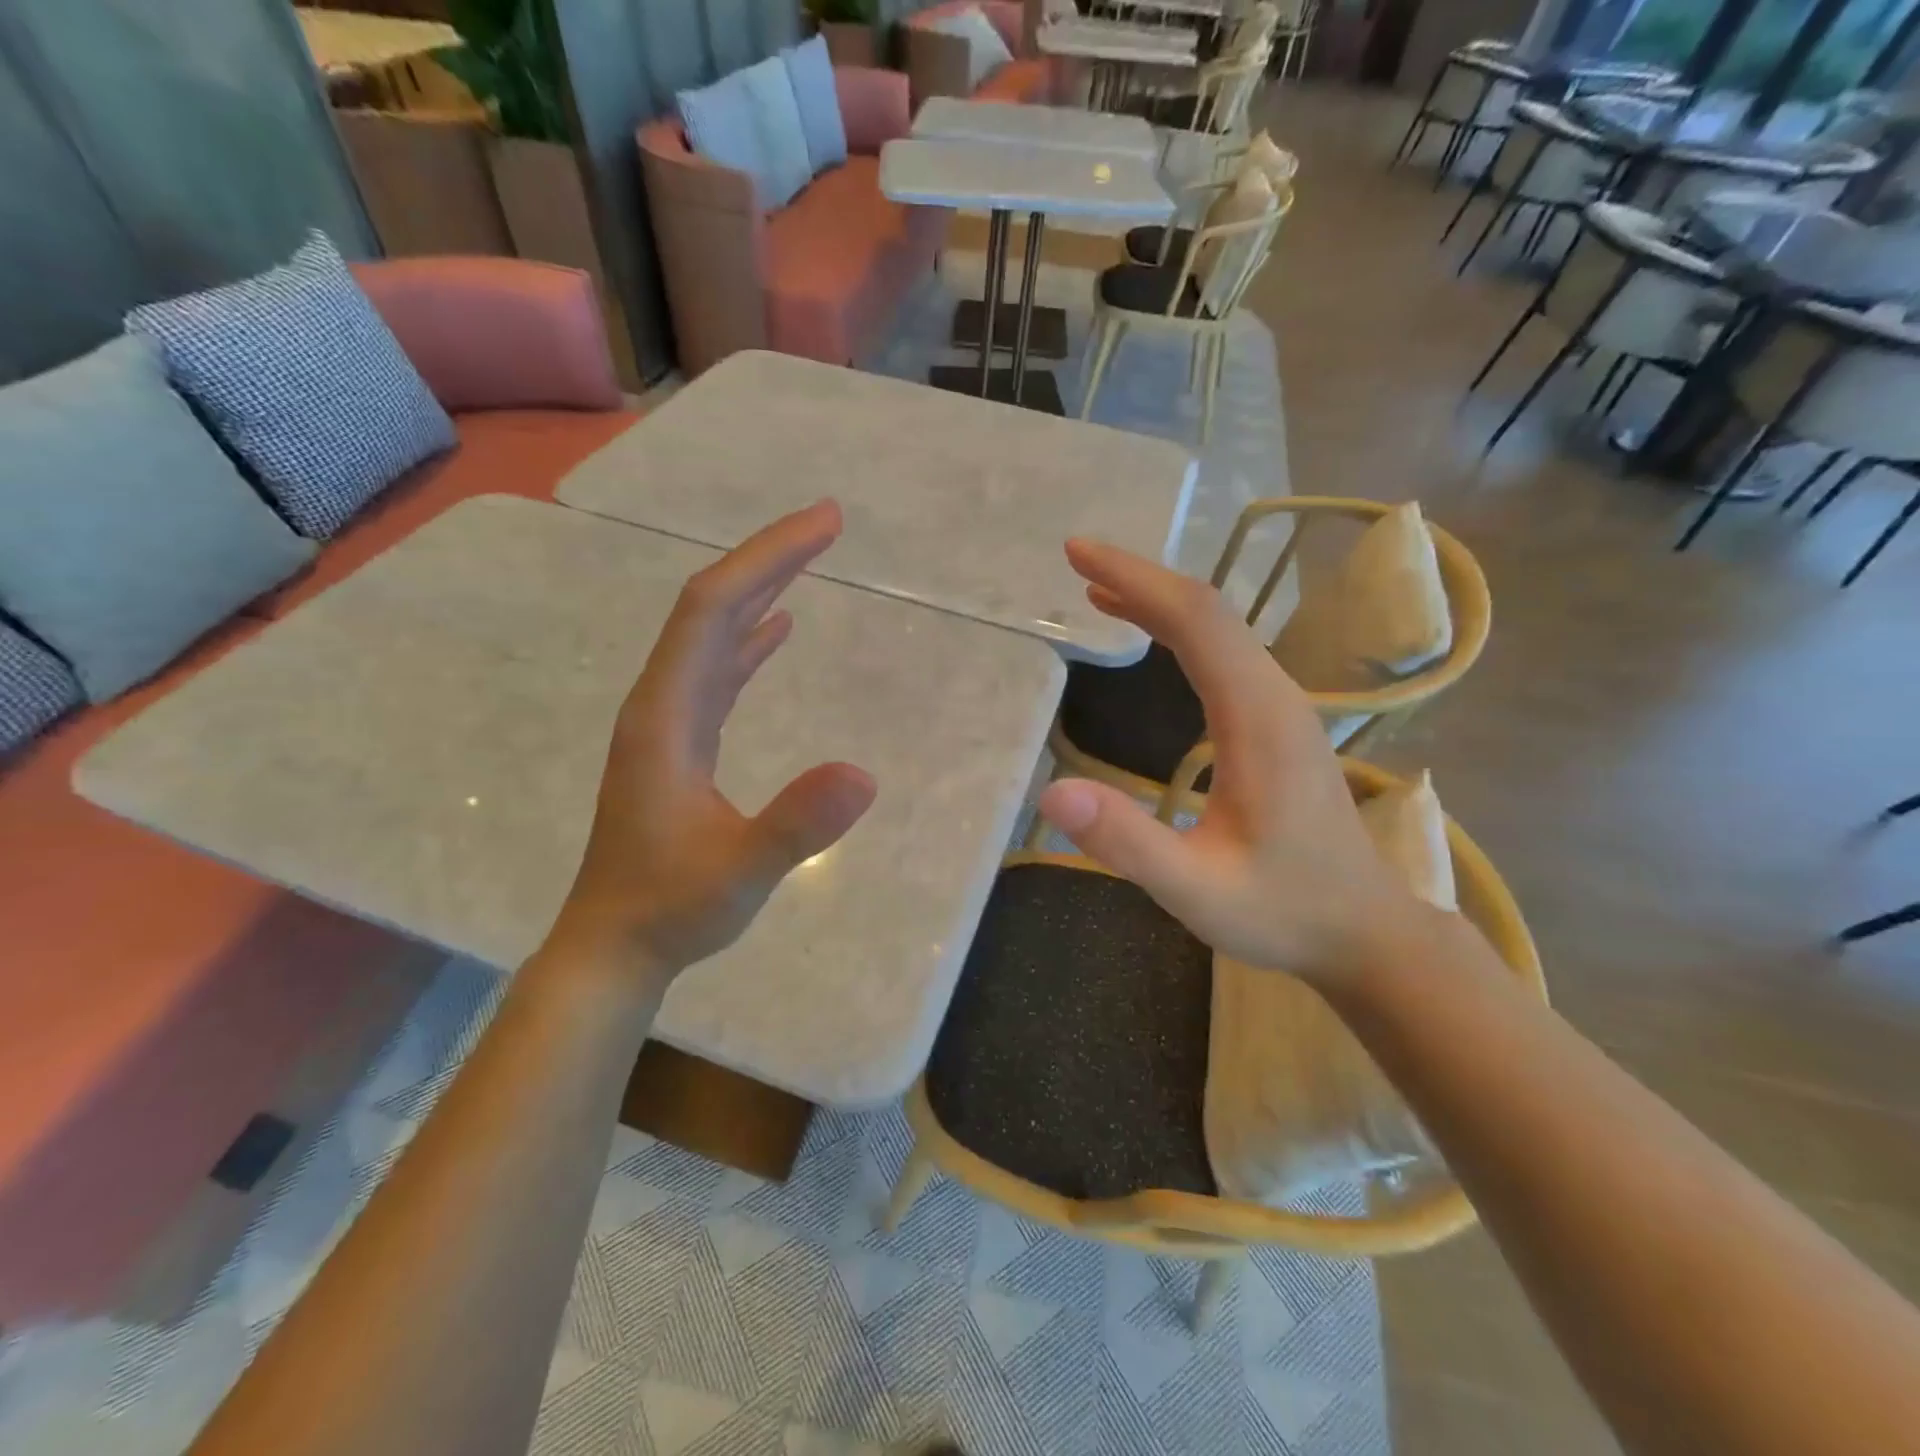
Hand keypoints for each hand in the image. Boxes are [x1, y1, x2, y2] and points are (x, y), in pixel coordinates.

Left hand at [552, 501, 876, 977]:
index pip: (713, 610)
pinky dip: (750, 639)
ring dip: (761, 590)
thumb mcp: (741, 871)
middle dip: (770, 558)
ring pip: (713, 635)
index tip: (824, 525)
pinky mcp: (681, 743)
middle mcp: (662, 703)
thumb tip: (866, 774)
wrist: (615, 945)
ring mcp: (669, 722)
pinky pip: (718, 670)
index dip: (767, 558)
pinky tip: (778, 629)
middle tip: (828, 523)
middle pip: (710, 607)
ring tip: (808, 558)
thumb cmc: (672, 909)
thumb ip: (796, 825)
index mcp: (665, 715)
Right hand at [1036, 540, 1414, 984]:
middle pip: (1208, 611)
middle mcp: (1274, 697)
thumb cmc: (1283, 912)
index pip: (1196, 621)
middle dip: (1141, 578)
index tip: (1078, 553)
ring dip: (1158, 601)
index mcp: (1258, 719)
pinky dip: (1178, 632)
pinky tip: (1151, 641)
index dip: (1136, 579)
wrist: (1364, 931)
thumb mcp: (1195, 889)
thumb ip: (1127, 843)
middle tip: (1077, 560)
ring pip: (1218, 630)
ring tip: (1098, 591)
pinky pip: (1223, 656)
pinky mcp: (1275, 724)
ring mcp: (1280, 708)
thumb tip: (1051, 793)